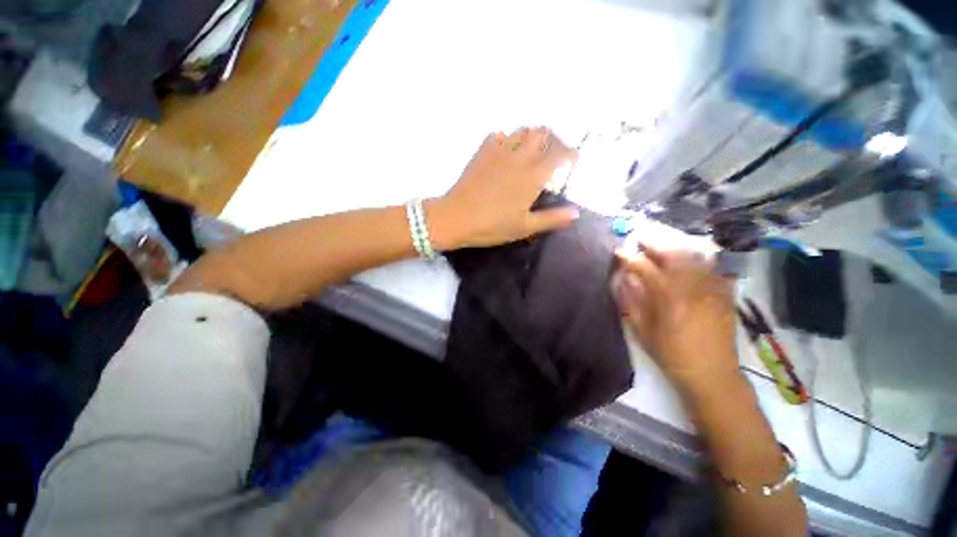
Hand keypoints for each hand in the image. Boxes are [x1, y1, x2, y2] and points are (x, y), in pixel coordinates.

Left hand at [426, 127, 579, 249]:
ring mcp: (499, 151)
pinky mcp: (482, 152)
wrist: (456, 218)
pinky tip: (506, 153)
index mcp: (532, 176)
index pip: (559, 153)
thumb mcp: (524, 227)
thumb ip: (552, 218)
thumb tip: (576, 212)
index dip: (570, 153)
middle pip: (543, 133)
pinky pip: (499, 135)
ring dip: (532, 138)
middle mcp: (519, 157)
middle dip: (554, 140)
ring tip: (532, 153)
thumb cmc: (492, 226)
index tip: (572, 161)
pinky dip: (508, 140)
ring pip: (522, 131)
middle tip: (554, 155)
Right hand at [613, 243, 738, 388]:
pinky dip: (697, 257)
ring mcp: (712, 288)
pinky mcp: (724, 293)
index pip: (646, 268)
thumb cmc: (671, 353)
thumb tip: (625, 278)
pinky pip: (711, 266)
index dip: (630, 257)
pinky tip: (688, 258)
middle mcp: (693, 287)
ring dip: (674, 246)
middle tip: (640, 238)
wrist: (712, 372)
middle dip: (654, 242)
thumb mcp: (642, 330)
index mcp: (669, 298)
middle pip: (673, 253)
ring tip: (660, 244)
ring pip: (694, 255)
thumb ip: (631, 301)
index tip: (619, 251)